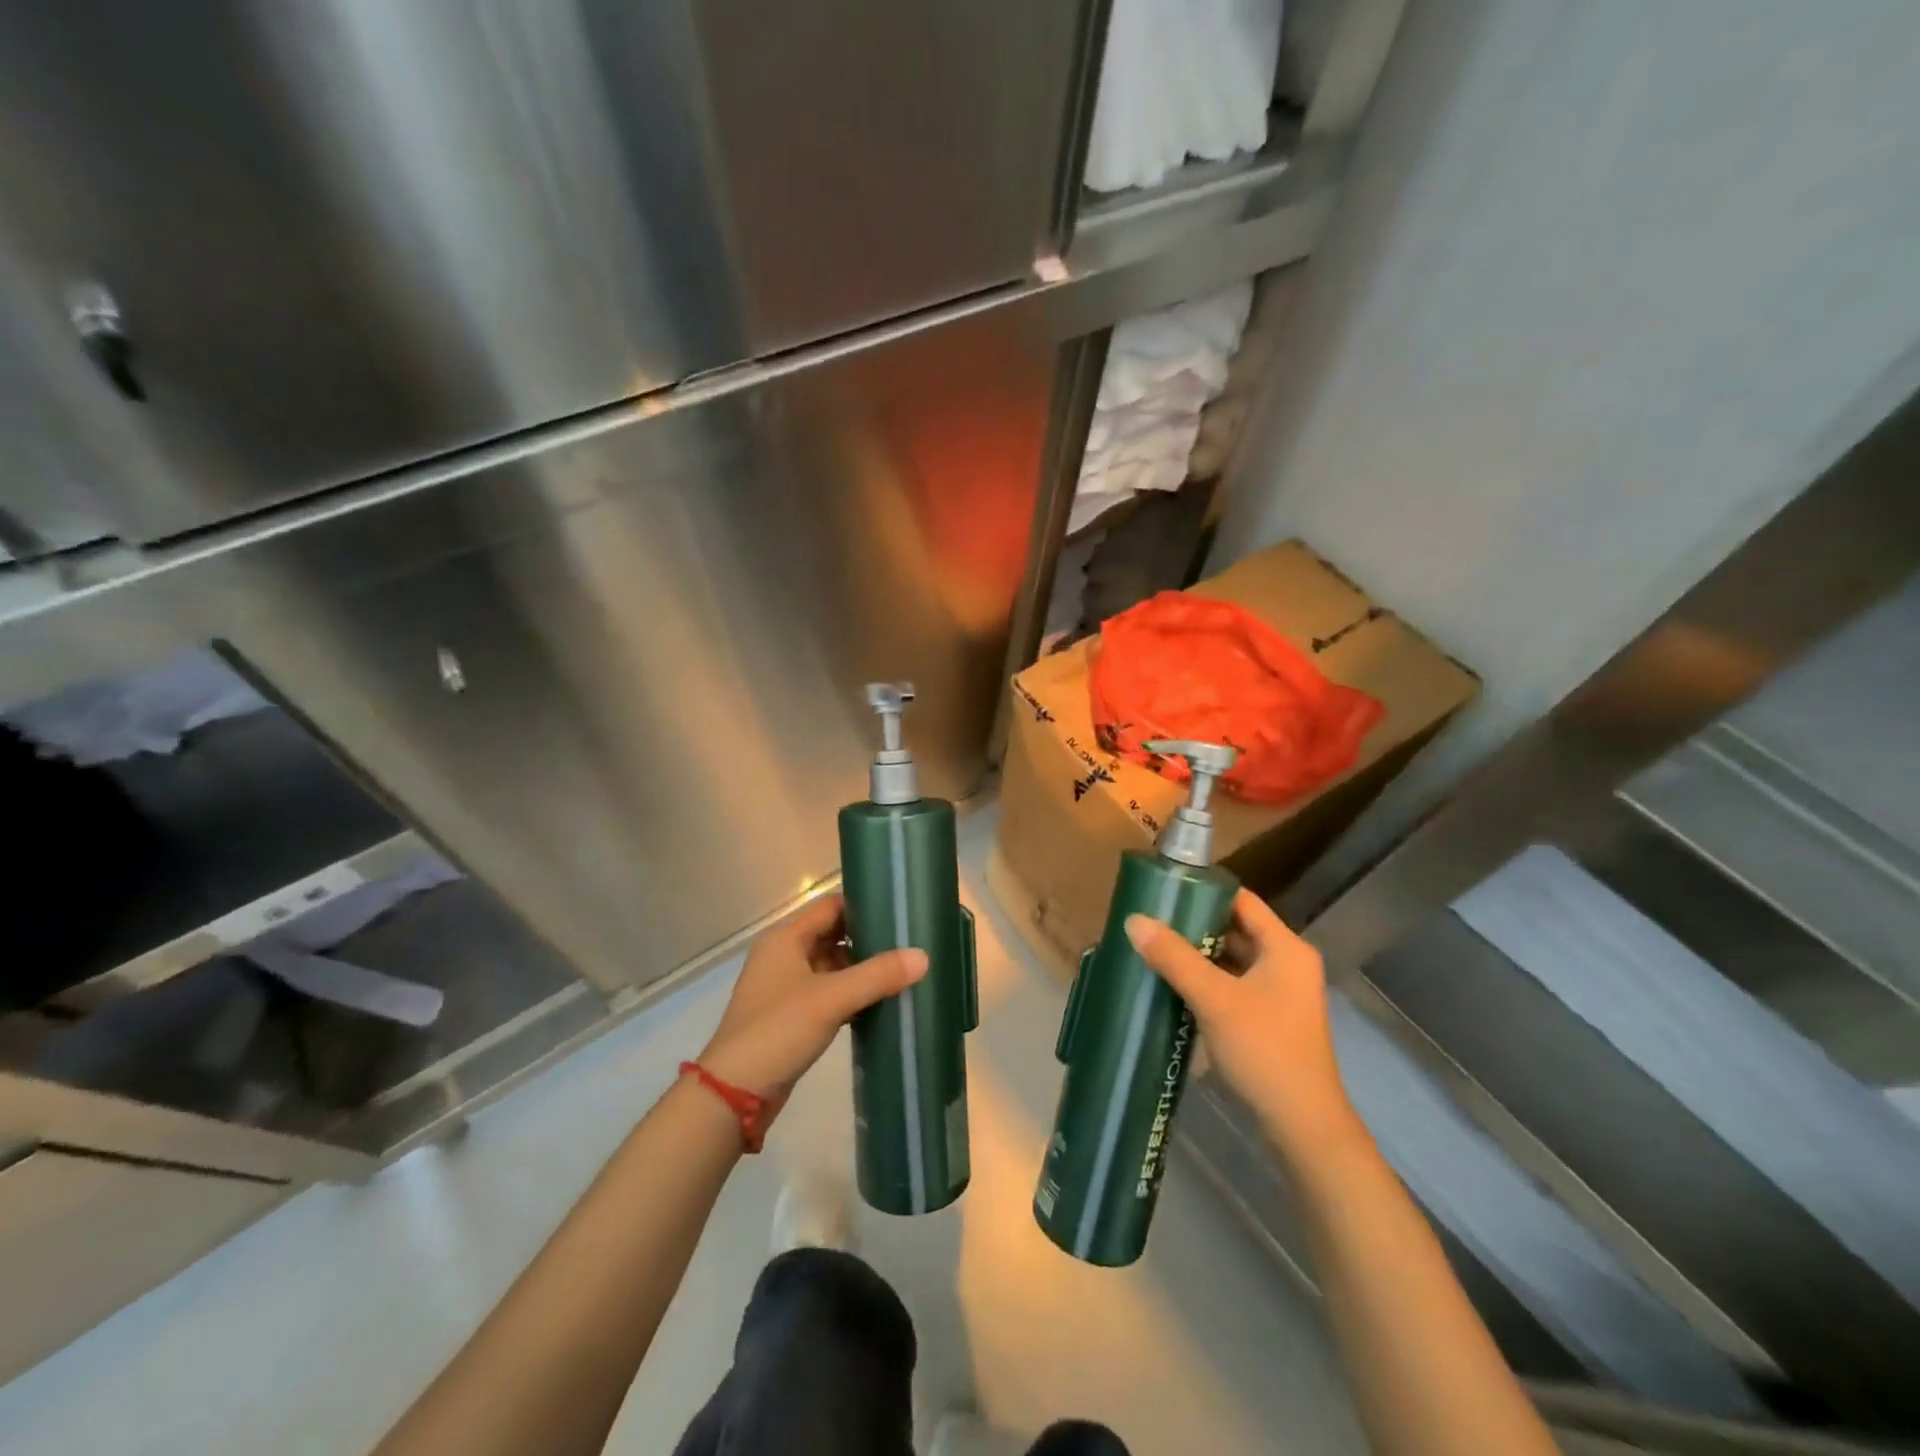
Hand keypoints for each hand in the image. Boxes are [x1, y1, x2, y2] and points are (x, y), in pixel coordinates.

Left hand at [697, 894, 926, 1107]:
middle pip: (833, 936)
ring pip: (831, 968)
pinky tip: (879, 1004)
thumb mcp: (831, 999)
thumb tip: (923, 956)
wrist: (733, 1093)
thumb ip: (877, 975)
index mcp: (785, 939)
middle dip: (868, 942)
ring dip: (861, 971)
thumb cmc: (778, 1031)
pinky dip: (850, 996)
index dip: (864, 908)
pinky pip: (827, 994)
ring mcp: (785, 988)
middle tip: (909, 946)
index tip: (900, 915)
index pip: (831, 908)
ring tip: (903, 973)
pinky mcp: (790, 1016)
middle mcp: (783, 956)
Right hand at [1126, 889, 1358, 1156]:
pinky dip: (1208, 982)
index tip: (1165, 891)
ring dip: (1198, 956)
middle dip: (1194, 926)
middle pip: (1236, 930)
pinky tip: (1174, 986)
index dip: (1204, 891)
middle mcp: (1288, 964)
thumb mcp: (1213, 998)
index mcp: (1286, 948)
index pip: (1242, 901)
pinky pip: (1234, 986)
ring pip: (1233, 961)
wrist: (1302, 1125)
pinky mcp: (1271, 1020)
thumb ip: (1174, 957)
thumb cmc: (1264, 1049)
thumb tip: (1134, 919)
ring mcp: (1281, 994)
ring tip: (1155, 949)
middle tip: (1151, 921)